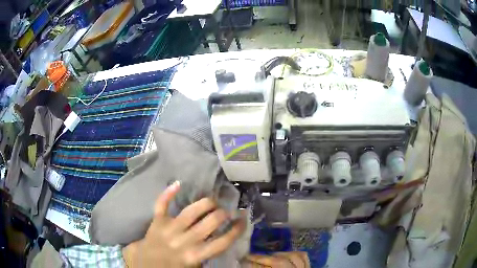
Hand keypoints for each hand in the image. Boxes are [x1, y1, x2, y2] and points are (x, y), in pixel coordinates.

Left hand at [122, 181, 245, 266]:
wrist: (146, 265)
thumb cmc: (172, 267)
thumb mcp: (194, 266)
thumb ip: (207, 253)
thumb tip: (222, 237)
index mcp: (195, 255)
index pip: (222, 242)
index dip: (236, 230)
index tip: (243, 220)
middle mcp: (184, 240)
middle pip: (211, 222)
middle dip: (223, 214)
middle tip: (227, 212)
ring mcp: (169, 228)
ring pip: (191, 211)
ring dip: (206, 203)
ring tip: (213, 202)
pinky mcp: (156, 221)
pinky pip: (161, 204)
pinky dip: (168, 193)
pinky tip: (178, 183)